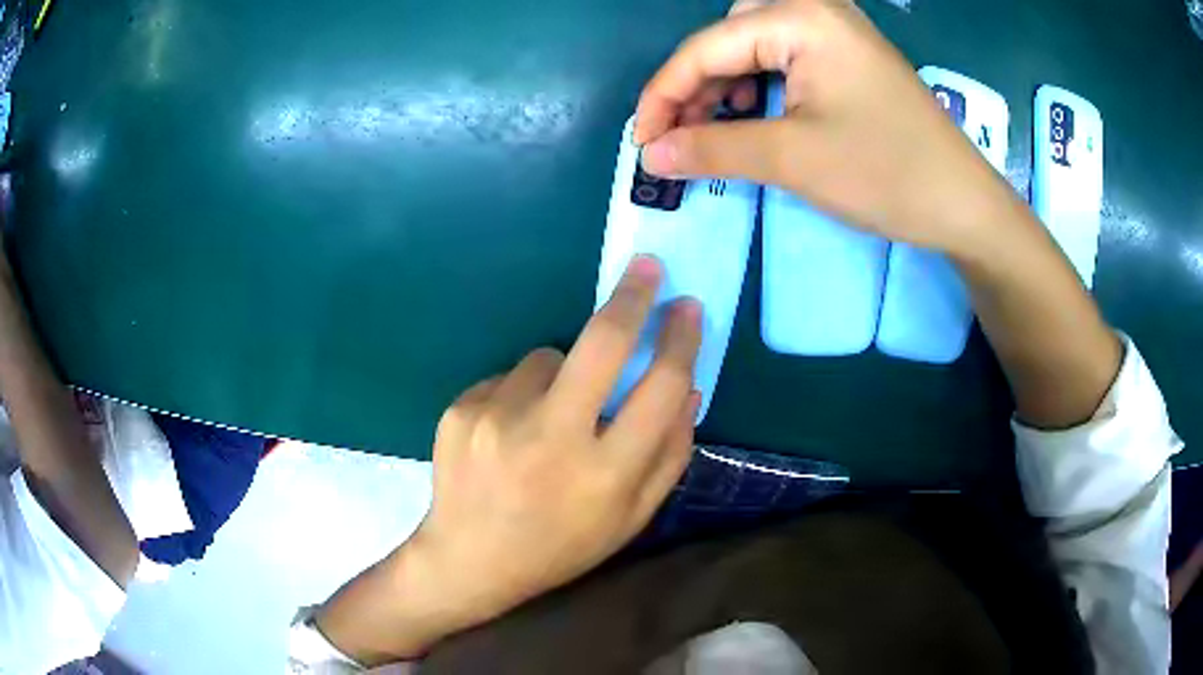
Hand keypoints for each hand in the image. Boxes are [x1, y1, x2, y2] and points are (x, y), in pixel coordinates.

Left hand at [316, 256, 701, 663]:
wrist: (468, 560)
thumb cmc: (560, 546)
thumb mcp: (630, 519)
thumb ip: (669, 454)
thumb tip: (688, 386)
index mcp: (604, 474)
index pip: (660, 387)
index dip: (681, 341)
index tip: (688, 308)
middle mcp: (551, 438)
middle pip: (602, 343)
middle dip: (632, 297)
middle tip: (647, 268)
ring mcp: (497, 418)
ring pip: (548, 356)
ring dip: (561, 373)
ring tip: (545, 422)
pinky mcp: (461, 408)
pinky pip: (508, 377)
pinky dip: (520, 393)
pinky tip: (508, 434)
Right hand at [633, 0, 1013, 256]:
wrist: (965, 205)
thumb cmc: (887, 173)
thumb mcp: (793, 159)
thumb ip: (712, 149)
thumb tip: (650, 155)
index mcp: (800, 17)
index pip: (706, 47)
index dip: (664, 96)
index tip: (643, 144)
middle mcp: (815, 8)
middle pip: (726, 37)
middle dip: (695, 86)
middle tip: (679, 138)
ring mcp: (835, 30)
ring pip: (752, 46)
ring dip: (723, 86)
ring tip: (712, 131)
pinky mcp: (846, 56)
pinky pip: (783, 58)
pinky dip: (758, 87)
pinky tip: (754, 116)